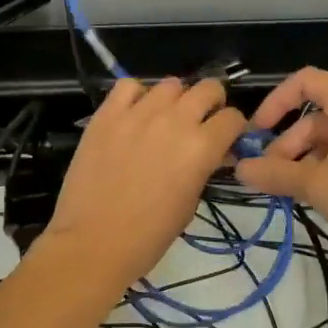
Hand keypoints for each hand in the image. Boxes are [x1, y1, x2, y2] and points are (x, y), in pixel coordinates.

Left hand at [39, 77, 246, 292]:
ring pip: (170, 84)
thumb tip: (212, 153)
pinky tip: (134, 113)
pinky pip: (128, 86)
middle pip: (208, 88)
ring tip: (165, 118)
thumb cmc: (149, 235)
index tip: (225, 138)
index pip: (232, 118)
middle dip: (212, 103)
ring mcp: (137, 113)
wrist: (94, 242)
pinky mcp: (107, 114)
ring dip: (175, 99)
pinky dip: (137, 95)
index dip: (233, 128)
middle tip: (201, 121)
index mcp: (201, 147)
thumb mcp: (191, 202)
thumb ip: (204, 167)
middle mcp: (175, 121)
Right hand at [233, 67, 327, 265]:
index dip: (275, 102)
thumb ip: (275, 174)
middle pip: (316, 116)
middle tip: (270, 176)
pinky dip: (327, 168)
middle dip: (287, 144)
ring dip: (305, 160)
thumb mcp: (316, 185)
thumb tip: (240, 169)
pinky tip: (317, 196)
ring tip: (290, 191)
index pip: (304, 82)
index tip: (257, 133)